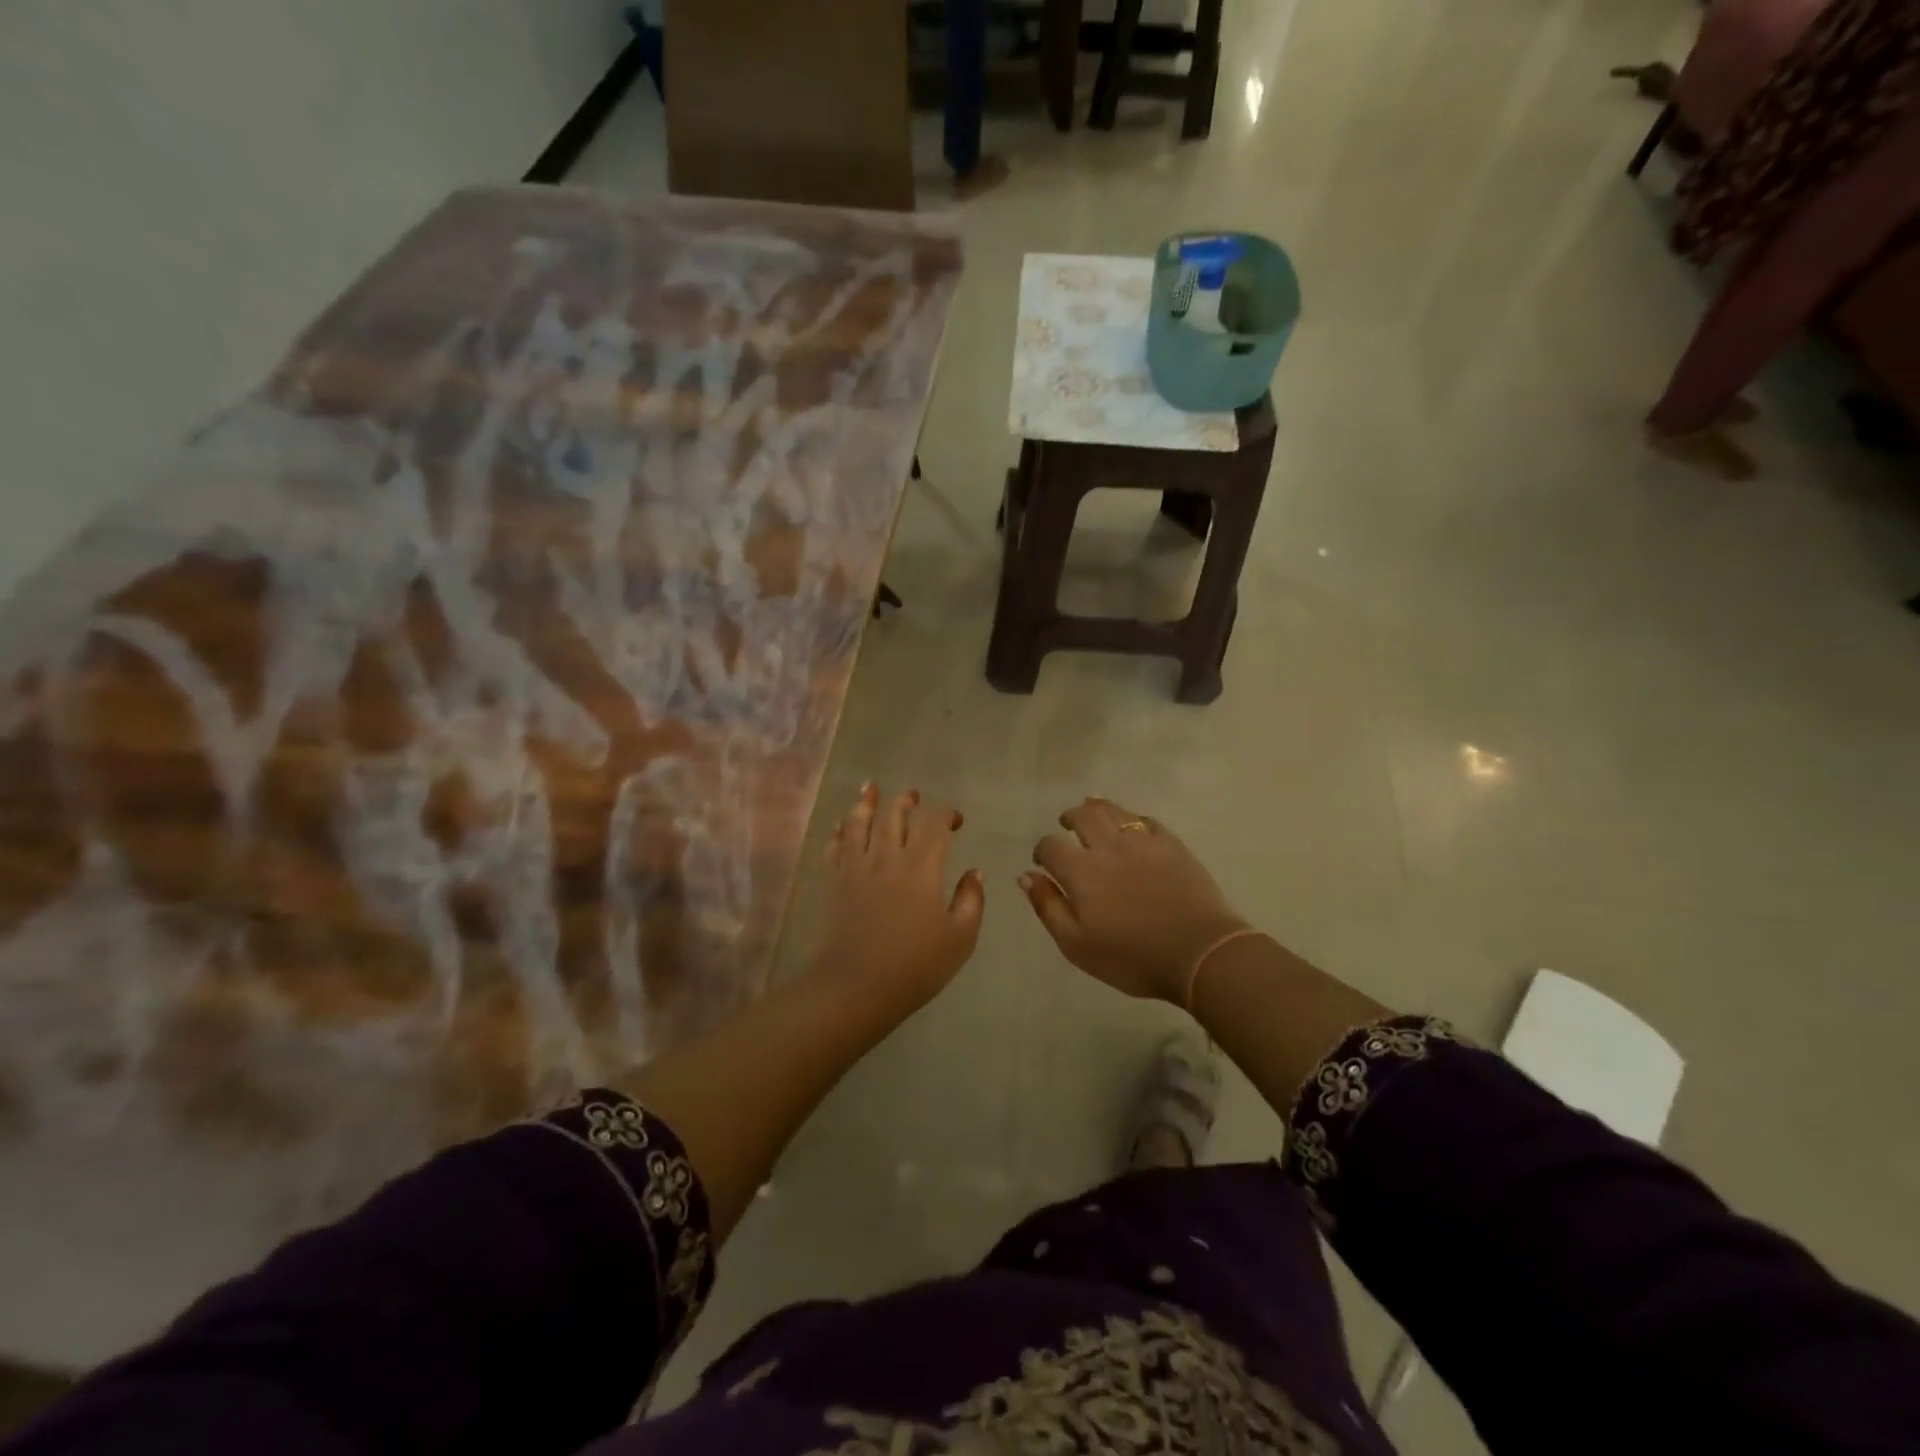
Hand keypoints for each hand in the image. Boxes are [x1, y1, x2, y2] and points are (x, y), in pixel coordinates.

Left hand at [815, 785, 984, 1008]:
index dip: (946, 813)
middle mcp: (887, 856)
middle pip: (894, 814)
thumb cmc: (915, 965)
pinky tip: (843, 825)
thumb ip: (971, 900)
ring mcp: (856, 867)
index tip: (956, 821)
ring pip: (859, 822)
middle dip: (906, 801)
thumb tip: (975, 872)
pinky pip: (835, 845)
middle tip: (913, 796)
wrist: (856, 986)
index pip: (934, 823)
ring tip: (870, 789)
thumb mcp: (960, 938)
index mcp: (922, 866)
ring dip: (867, 802)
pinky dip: (840, 830)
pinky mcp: (834, 881)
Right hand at [1022, 798, 1246, 1003]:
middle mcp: (1108, 846)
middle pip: (1083, 816)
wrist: (1200, 953)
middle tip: (1066, 824)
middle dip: (1069, 818)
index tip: (1043, 861)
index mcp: (1081, 871)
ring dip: (1097, 809)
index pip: (1051, 846)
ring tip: (1092, 812)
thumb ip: (1048, 906)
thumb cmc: (1132, 958)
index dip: (1042, 850)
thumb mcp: (1077, 945)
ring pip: (1114, 811)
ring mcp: (1143, 842)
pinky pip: (1146, 820)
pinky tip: (1131, 826)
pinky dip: (1132, 819)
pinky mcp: (1172, 845)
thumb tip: (1026, 875)